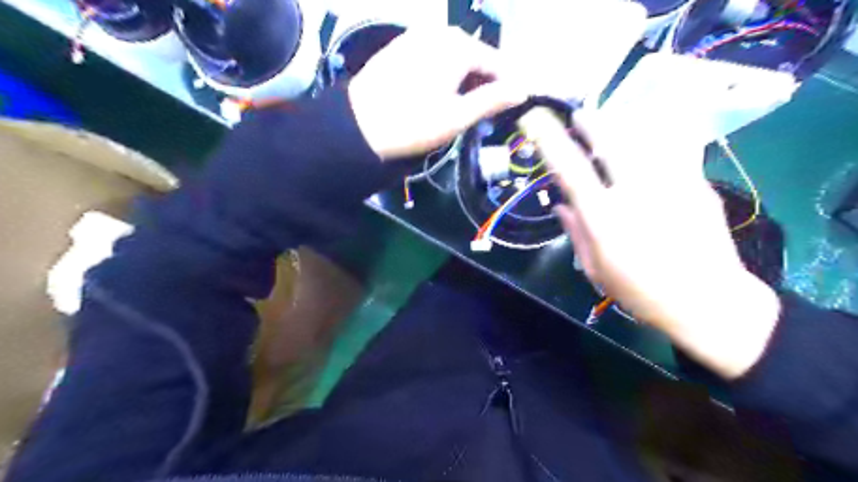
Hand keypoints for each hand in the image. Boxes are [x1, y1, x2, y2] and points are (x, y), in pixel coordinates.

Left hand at [347, 26, 530, 159]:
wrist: (358, 126)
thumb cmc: (413, 123)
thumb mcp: (457, 116)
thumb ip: (492, 100)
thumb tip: (522, 90)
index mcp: (458, 45)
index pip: (497, 62)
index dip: (507, 86)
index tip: (510, 108)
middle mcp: (440, 31)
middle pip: (475, 56)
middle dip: (484, 83)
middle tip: (483, 114)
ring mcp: (417, 35)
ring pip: (455, 57)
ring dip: (464, 81)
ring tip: (461, 109)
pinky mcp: (401, 46)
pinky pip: (434, 57)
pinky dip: (444, 75)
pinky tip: (438, 96)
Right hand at [534, 108, 782, 379]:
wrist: (708, 301)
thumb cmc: (641, 291)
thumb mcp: (596, 269)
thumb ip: (576, 233)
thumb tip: (561, 206)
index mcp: (605, 218)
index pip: (572, 171)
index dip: (553, 143)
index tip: (541, 124)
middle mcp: (635, 193)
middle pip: (611, 143)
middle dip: (591, 123)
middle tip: (581, 116)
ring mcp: (670, 184)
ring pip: (643, 139)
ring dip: (622, 126)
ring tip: (612, 122)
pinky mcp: (697, 184)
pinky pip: (671, 150)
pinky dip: (653, 141)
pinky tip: (648, 143)